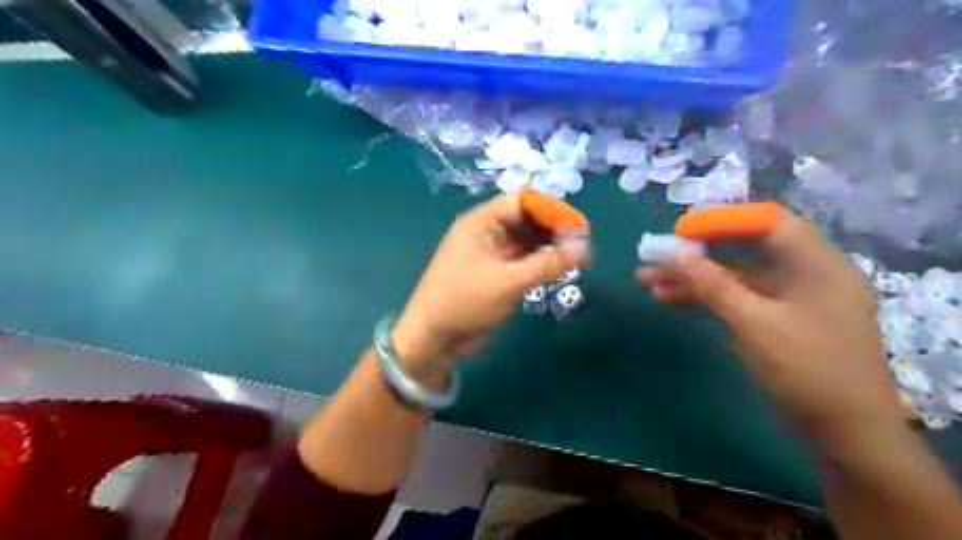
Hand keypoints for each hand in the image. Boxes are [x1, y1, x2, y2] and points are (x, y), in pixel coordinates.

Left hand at [391, 197, 584, 369]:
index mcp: (481, 222)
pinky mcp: (495, 273)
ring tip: (579, 259)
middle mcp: (486, 232)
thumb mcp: (508, 281)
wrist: (433, 336)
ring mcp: (491, 253)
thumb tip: (584, 248)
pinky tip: (560, 270)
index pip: (522, 201)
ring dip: (550, 248)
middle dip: (554, 230)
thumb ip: (547, 264)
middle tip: (582, 245)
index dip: (550, 210)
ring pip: (527, 242)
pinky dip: (540, 263)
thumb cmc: (464, 301)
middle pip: (527, 220)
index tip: (577, 226)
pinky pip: (523, 260)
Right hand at [638, 206, 902, 442]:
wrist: (844, 432)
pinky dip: (705, 298)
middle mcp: (803, 274)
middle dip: (697, 253)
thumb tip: (679, 253)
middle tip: (657, 255)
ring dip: (693, 278)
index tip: (682, 232)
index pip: (767, 223)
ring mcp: (787, 299)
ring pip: (733, 277)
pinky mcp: (774, 320)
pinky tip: (671, 299)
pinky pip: (736, 299)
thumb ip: (715, 285)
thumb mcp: (755, 324)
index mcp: (815, 265)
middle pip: (743, 250)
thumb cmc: (807, 371)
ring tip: (648, 282)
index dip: (722, 222)